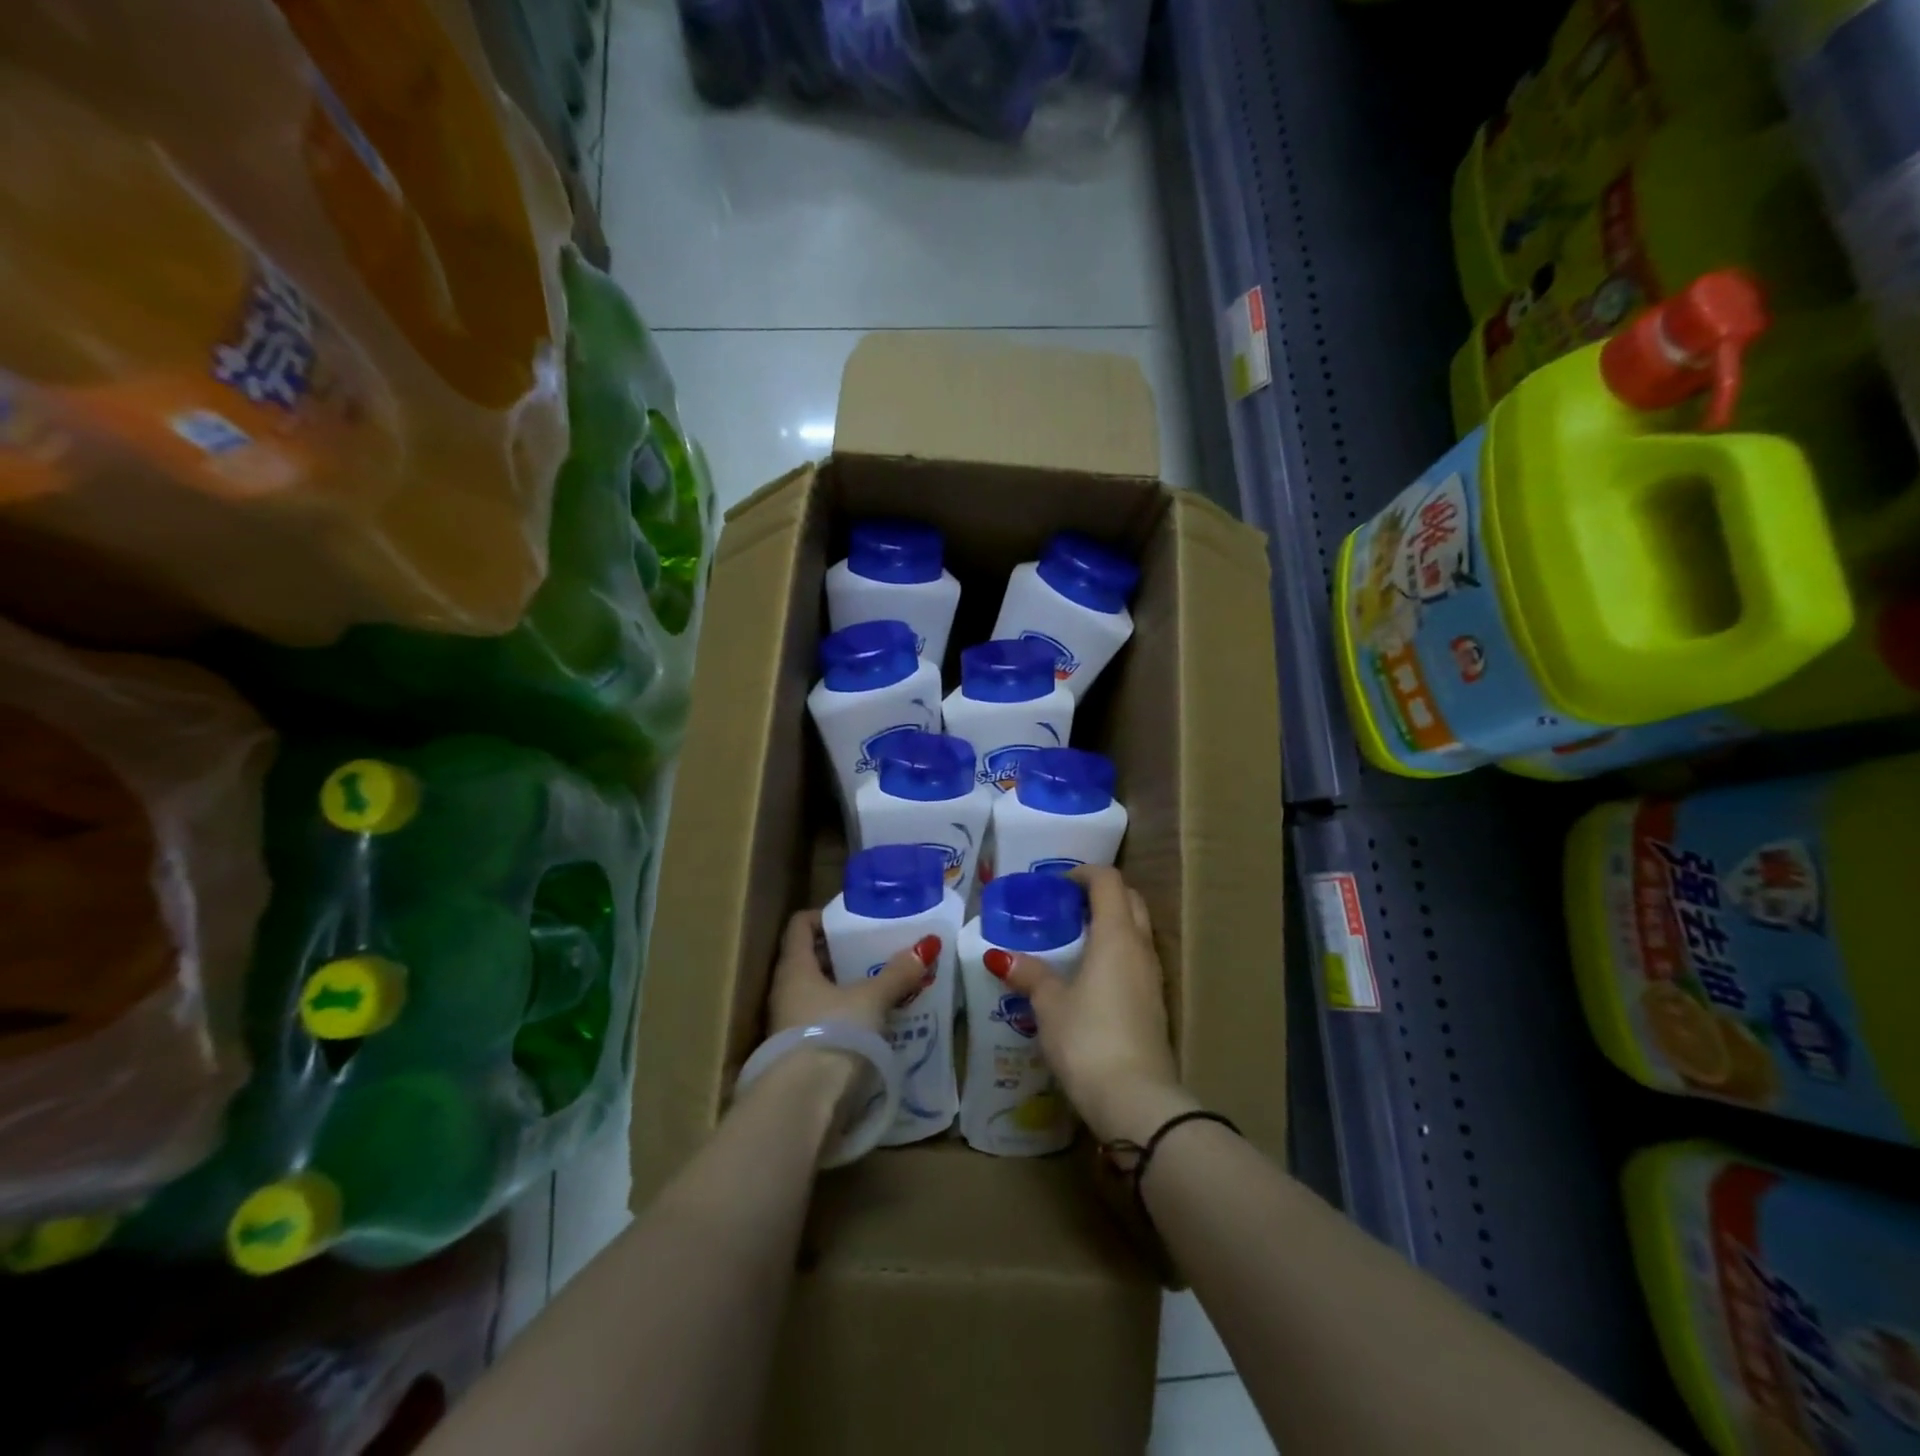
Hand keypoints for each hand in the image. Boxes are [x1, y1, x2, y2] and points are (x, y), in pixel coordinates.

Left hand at [759, 910, 939, 1107]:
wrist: (804, 1105)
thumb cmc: (833, 1033)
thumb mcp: (872, 999)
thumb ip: (897, 974)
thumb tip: (925, 946)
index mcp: (795, 967)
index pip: (800, 925)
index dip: (824, 916)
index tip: (854, 919)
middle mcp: (785, 991)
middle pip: (811, 959)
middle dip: (843, 954)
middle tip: (878, 950)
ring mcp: (789, 1024)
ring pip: (819, 993)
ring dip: (847, 988)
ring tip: (884, 985)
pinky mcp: (800, 1053)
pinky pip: (825, 1021)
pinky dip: (847, 1016)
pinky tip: (876, 1022)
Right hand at [995, 866, 1195, 1143]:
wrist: (1136, 1100)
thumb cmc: (1088, 1039)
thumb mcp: (1049, 1005)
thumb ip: (1029, 974)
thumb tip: (999, 956)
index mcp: (1116, 935)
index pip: (1108, 881)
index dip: (1084, 873)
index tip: (1058, 883)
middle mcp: (1140, 948)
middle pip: (1130, 900)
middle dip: (1102, 894)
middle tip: (1068, 905)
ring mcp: (1153, 977)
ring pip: (1137, 931)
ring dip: (1112, 923)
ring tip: (1075, 938)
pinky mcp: (1155, 1004)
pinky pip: (1137, 960)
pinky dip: (1117, 952)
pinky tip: (1090, 976)